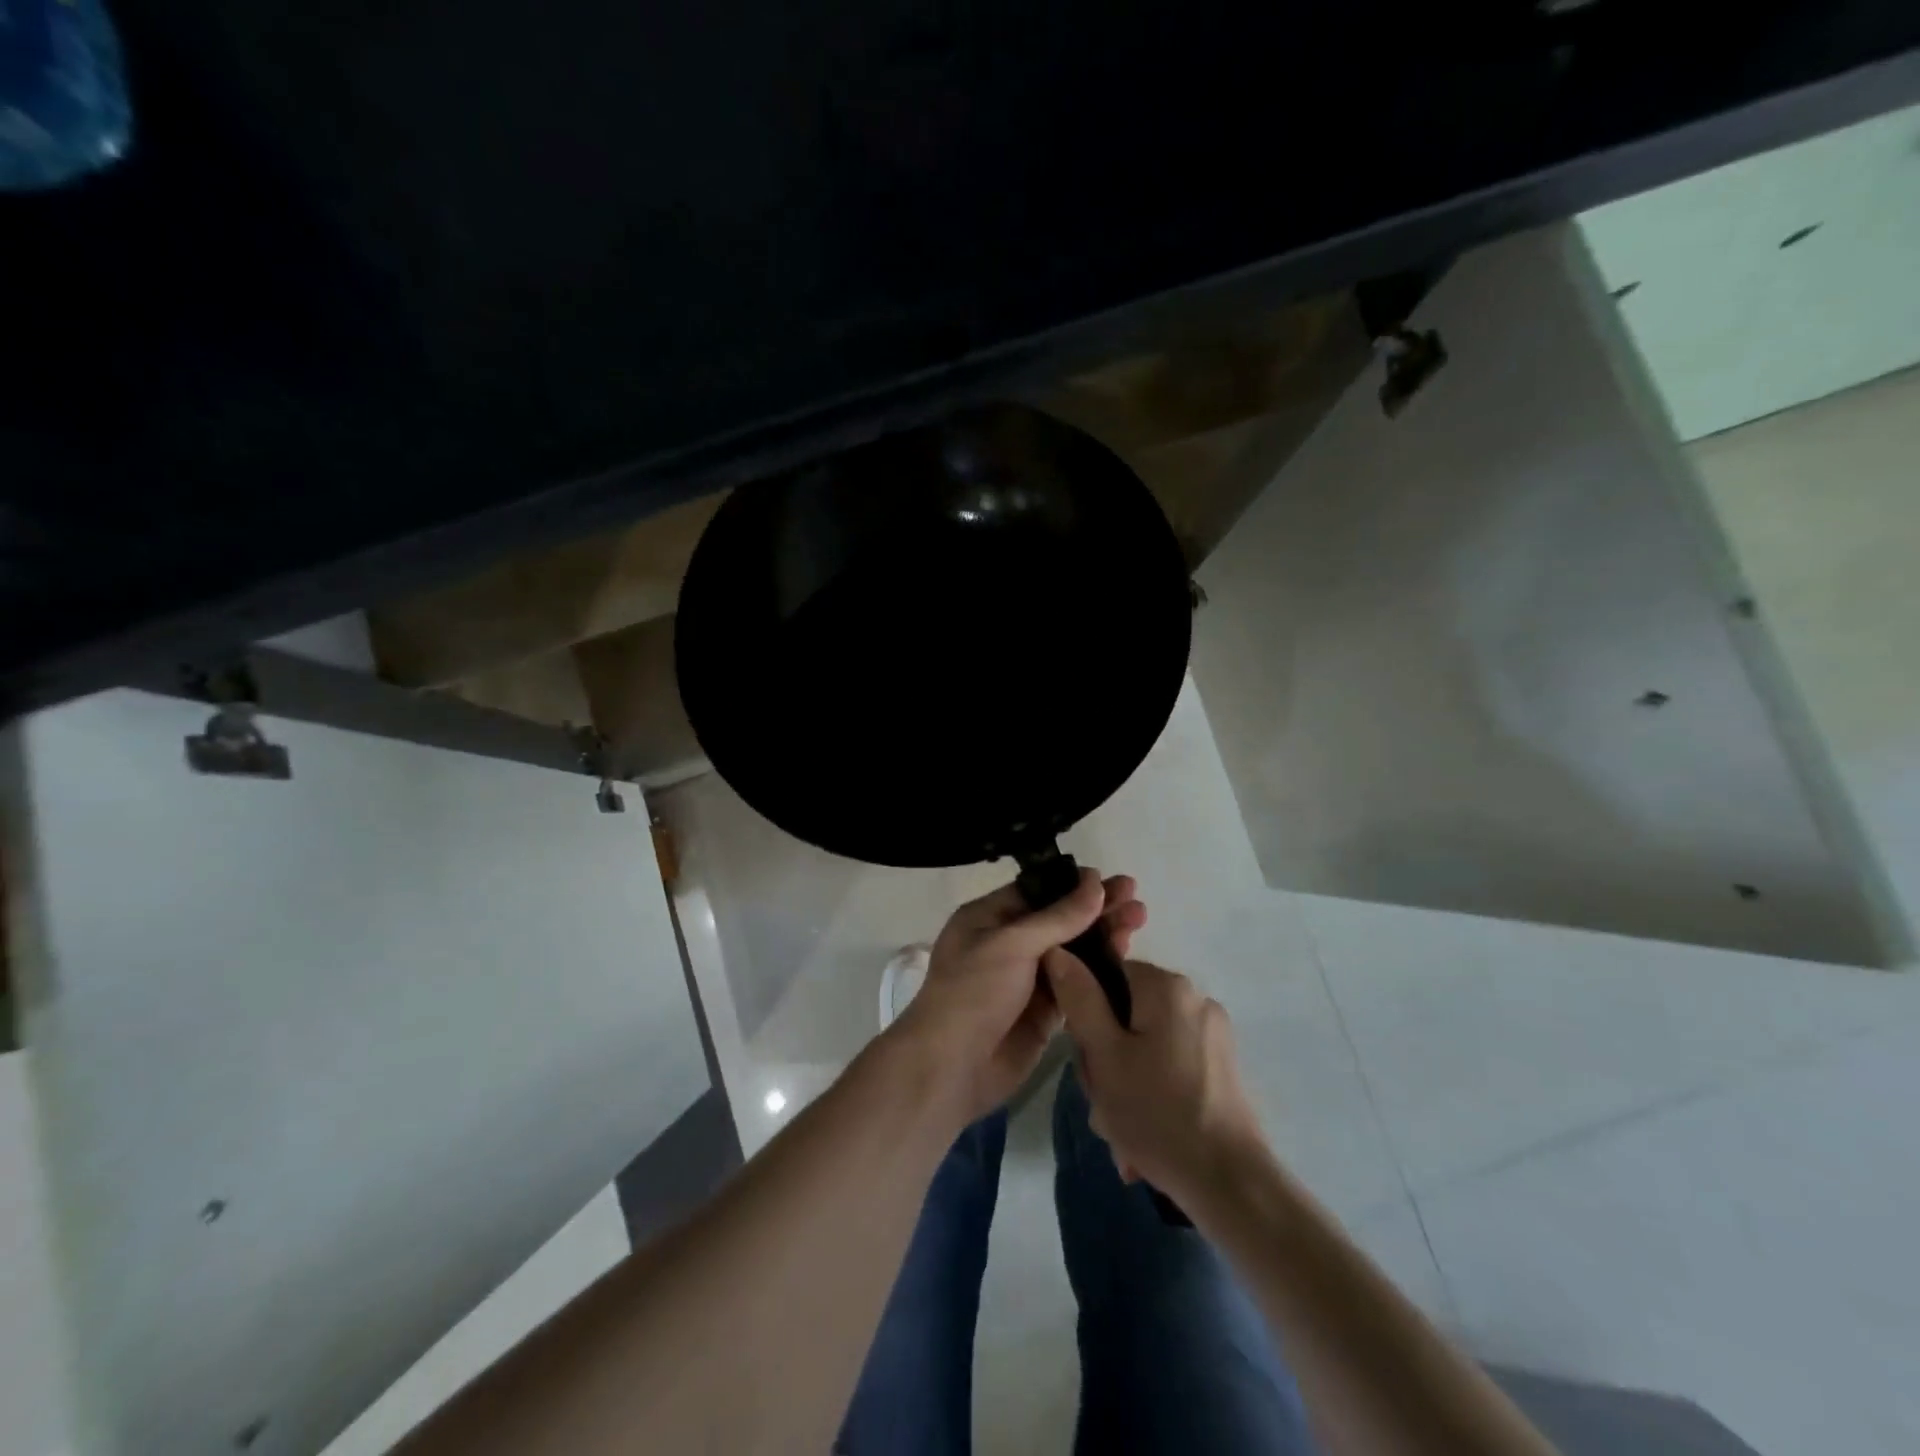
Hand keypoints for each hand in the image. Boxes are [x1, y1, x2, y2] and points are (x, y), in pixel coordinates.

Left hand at [890, 870, 1146, 1124]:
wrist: (953, 1067)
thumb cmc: (974, 992)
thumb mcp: (1012, 945)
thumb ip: (1058, 917)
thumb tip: (1095, 883)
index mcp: (989, 918)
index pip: (1037, 892)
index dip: (1074, 885)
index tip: (1112, 881)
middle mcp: (1009, 944)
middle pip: (1060, 919)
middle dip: (1096, 908)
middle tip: (1136, 898)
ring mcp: (1028, 979)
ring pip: (1073, 951)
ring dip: (1104, 936)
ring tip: (1140, 919)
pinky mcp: (1045, 1012)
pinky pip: (1077, 984)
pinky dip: (1100, 971)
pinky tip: (1128, 957)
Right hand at [1045, 951, 1268, 1205]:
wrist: (1230, 1184)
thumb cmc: (1157, 1113)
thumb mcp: (1103, 1055)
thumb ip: (1079, 999)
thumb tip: (1057, 950)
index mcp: (1167, 987)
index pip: (1108, 977)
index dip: (1087, 1016)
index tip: (1087, 1060)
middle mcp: (1195, 1000)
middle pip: (1126, 1015)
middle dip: (1107, 1061)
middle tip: (1103, 1103)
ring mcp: (1213, 1036)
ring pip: (1146, 1047)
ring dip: (1125, 1085)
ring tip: (1121, 1131)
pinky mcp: (1222, 1069)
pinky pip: (1170, 1069)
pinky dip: (1152, 1095)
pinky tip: (1144, 1137)